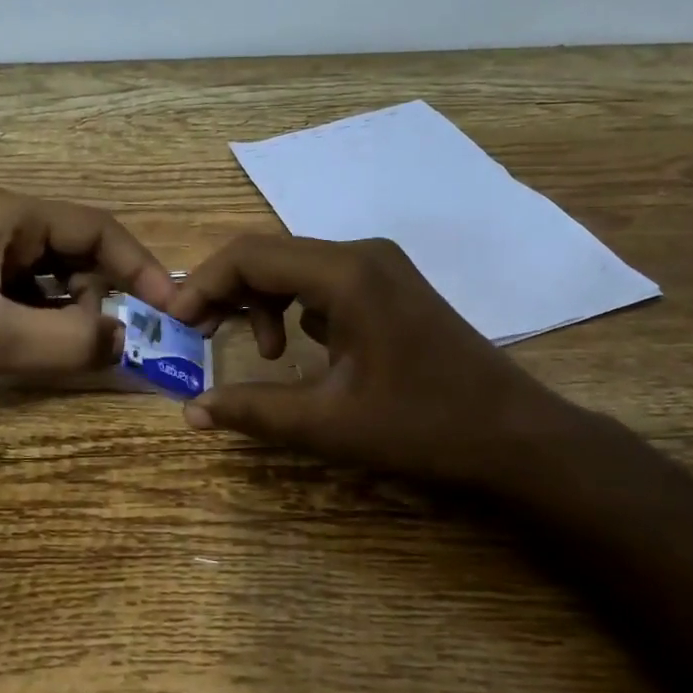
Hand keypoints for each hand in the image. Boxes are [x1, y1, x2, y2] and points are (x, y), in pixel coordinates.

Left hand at [0, 189, 176, 401]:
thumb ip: (65, 341)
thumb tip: (124, 341)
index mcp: (10, 216)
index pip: (98, 228)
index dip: (140, 265)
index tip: (170, 307)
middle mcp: (0, 224)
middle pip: (77, 251)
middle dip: (105, 293)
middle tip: (120, 339)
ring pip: (52, 277)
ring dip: (74, 310)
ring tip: (79, 349)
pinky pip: (26, 295)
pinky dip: (45, 320)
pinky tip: (43, 350)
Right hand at [169, 234, 578, 485]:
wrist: (517, 437)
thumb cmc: (423, 427)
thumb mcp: (328, 424)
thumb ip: (253, 411)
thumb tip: (190, 411)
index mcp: (345, 273)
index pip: (250, 255)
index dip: (203, 284)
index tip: (176, 324)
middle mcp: (361, 254)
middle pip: (270, 255)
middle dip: (227, 291)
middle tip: (197, 335)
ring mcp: (380, 267)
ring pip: (295, 267)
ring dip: (261, 301)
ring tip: (258, 353)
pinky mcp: (390, 287)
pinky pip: (323, 282)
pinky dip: (295, 306)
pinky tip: (298, 348)